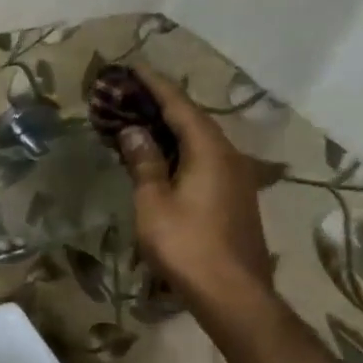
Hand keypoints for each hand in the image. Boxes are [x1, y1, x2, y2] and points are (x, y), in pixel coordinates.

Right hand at [108, 65, 275, 310]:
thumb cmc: (186, 245)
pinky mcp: (234, 197)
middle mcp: (229, 156)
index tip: (131, 69)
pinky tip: (161, 157)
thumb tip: (133, 131)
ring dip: (168, 130)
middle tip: (126, 96)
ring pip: (199, 141)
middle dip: (159, 106)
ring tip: (138, 122)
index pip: (179, 106)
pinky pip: (203, 160)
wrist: (232, 293)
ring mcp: (235, 177)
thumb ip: (144, 163)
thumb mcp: (154, 203)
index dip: (154, 86)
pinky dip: (179, 150)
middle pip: (192, 120)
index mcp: (210, 150)